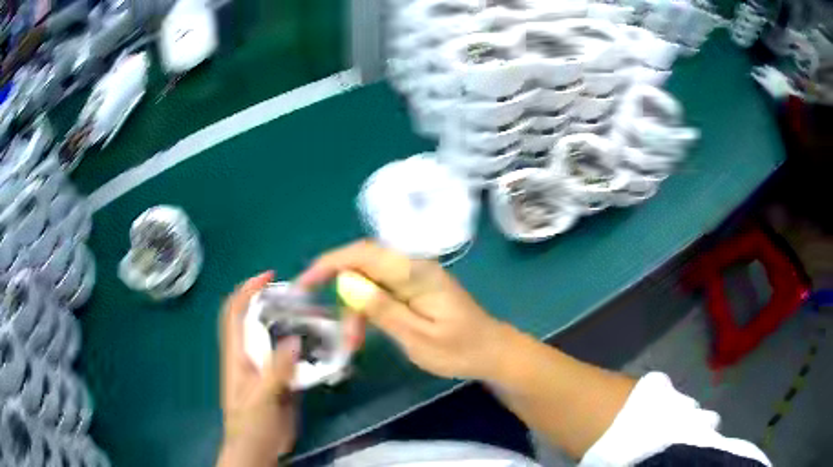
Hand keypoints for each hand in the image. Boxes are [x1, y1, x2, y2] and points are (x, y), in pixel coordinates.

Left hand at [218, 272, 298, 466]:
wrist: (258, 449)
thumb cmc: (251, 424)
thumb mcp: (262, 398)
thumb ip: (277, 370)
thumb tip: (294, 340)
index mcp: (237, 355)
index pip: (235, 312)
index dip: (247, 290)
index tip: (269, 277)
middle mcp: (249, 355)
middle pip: (255, 319)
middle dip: (272, 302)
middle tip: (300, 297)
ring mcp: (265, 368)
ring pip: (274, 337)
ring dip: (289, 323)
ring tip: (314, 317)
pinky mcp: (279, 381)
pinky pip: (290, 357)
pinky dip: (301, 347)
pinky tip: (319, 348)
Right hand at [298, 241, 510, 380]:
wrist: (491, 352)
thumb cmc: (460, 350)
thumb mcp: (417, 337)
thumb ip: (382, 309)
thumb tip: (345, 282)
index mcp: (416, 273)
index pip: (364, 253)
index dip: (330, 262)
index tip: (305, 283)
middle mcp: (413, 266)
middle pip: (363, 265)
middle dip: (340, 291)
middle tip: (334, 327)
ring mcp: (414, 276)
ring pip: (368, 280)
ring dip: (354, 307)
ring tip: (353, 342)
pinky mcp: (414, 288)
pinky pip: (380, 290)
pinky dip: (366, 309)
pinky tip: (363, 332)